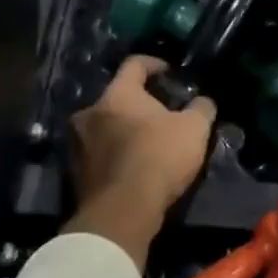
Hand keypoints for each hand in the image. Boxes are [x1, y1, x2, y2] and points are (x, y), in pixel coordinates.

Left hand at [64, 55, 215, 267]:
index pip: (134, 64)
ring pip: (104, 126)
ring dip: (123, 129)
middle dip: (138, 103)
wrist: (121, 213)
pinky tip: (134, 165)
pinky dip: (115, 154)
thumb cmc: (158, 157)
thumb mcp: (194, 129)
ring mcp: (77, 144)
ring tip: (147, 141)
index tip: (169, 72)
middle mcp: (90, 112)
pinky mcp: (74, 174)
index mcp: (117, 94)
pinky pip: (98, 153)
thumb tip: (203, 101)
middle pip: (116, 97)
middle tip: (160, 112)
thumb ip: (201, 108)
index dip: (154, 64)